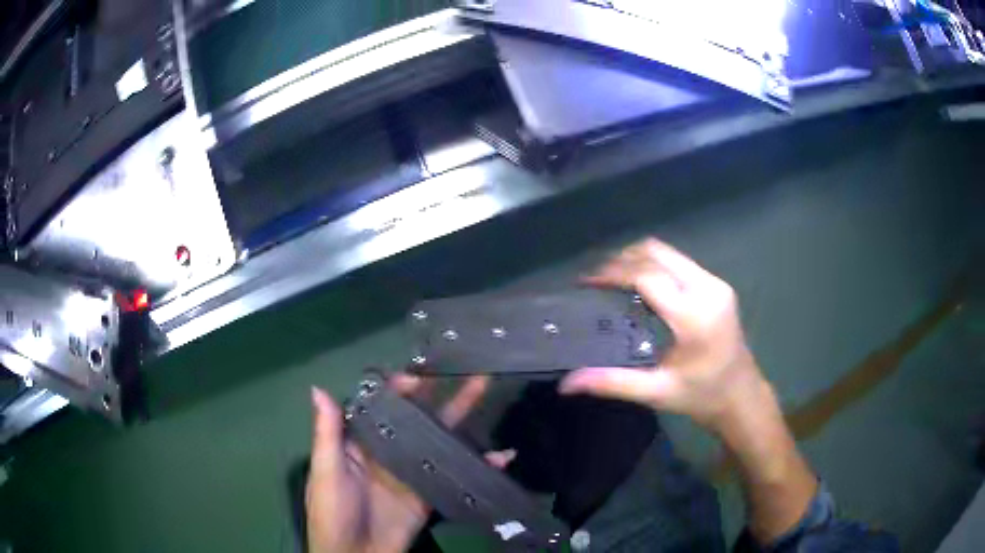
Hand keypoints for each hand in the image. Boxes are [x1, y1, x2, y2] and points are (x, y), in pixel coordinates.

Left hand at [307, 376, 513, 552]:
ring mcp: (412, 471)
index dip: (399, 389)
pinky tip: (501, 456)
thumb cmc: (332, 511)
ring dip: (462, 419)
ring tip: (484, 391)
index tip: (419, 376)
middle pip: (416, 418)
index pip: (381, 406)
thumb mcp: (326, 471)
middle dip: (440, 395)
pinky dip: (478, 465)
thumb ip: (327, 433)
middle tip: (465, 371)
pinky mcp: (430, 493)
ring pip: (439, 439)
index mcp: (360, 441)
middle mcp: (388, 450)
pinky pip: (455, 473)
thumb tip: (318, 388)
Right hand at [559, 238, 766, 432]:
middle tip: (596, 280)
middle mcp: (706, 289)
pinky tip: (640, 287)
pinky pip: (679, 263)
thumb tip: (567, 383)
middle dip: (622, 260)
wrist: (742, 396)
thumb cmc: (702, 396)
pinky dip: (654, 266)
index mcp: (693, 315)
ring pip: (668, 253)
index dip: (612, 274)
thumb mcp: (657, 392)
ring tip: (612, 280)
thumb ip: (612, 382)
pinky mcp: (718, 286)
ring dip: (638, 260)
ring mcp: (715, 284)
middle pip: (657, 253)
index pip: (646, 277)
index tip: (586, 283)